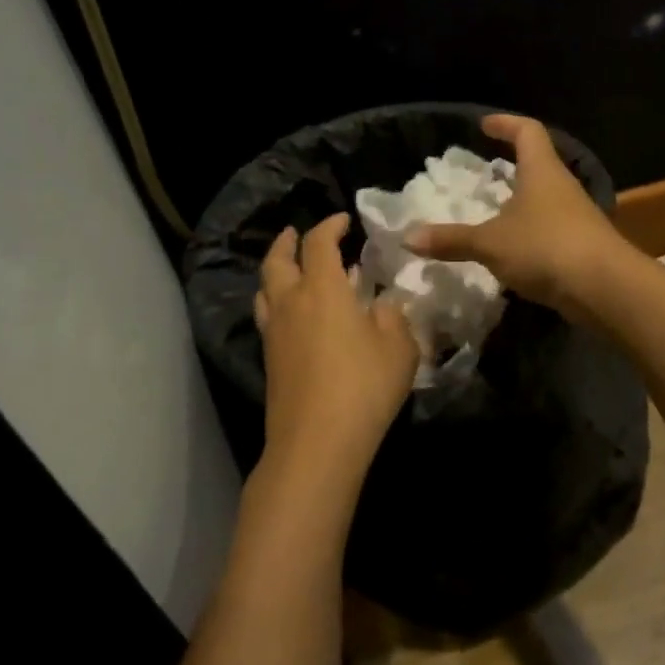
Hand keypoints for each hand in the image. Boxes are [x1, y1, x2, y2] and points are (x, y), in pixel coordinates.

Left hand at [255, 213, 417, 490]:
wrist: (316, 444)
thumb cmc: (364, 386)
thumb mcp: (399, 347)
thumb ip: (393, 316)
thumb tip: (383, 303)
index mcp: (323, 289)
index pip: (319, 242)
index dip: (330, 225)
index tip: (343, 220)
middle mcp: (291, 303)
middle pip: (277, 261)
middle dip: (287, 242)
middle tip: (296, 234)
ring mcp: (275, 333)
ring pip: (265, 289)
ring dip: (276, 271)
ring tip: (290, 270)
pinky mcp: (269, 360)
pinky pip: (268, 316)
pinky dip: (278, 302)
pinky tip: (296, 316)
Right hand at [405, 114, 629, 321]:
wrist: (605, 288)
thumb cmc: (545, 247)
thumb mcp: (491, 243)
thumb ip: (451, 240)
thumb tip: (407, 237)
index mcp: (542, 170)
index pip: (527, 131)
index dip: (506, 123)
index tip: (484, 124)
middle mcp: (562, 186)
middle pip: (539, 163)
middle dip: (513, 163)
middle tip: (486, 169)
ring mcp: (577, 215)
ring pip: (545, 197)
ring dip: (521, 200)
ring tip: (494, 210)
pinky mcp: (582, 244)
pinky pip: (550, 228)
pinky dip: (530, 230)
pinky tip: (513, 248)